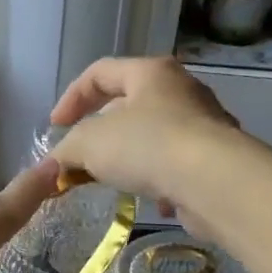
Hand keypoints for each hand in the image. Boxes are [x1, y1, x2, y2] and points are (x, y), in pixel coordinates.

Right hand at [48, 57, 242, 235]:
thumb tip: (55, 164)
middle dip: (99, 132)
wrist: (214, 182)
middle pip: (128, 104)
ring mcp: (204, 124)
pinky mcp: (216, 159)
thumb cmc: (147, 145)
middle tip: (81, 157)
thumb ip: (66, 149)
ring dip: (128, 157)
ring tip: (112, 180)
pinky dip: (158, 180)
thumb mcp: (89, 143)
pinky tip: (151, 200)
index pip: (100, 72)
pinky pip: (176, 164)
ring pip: (153, 136)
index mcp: (150, 72)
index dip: (71, 97)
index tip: (55, 127)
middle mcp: (181, 91)